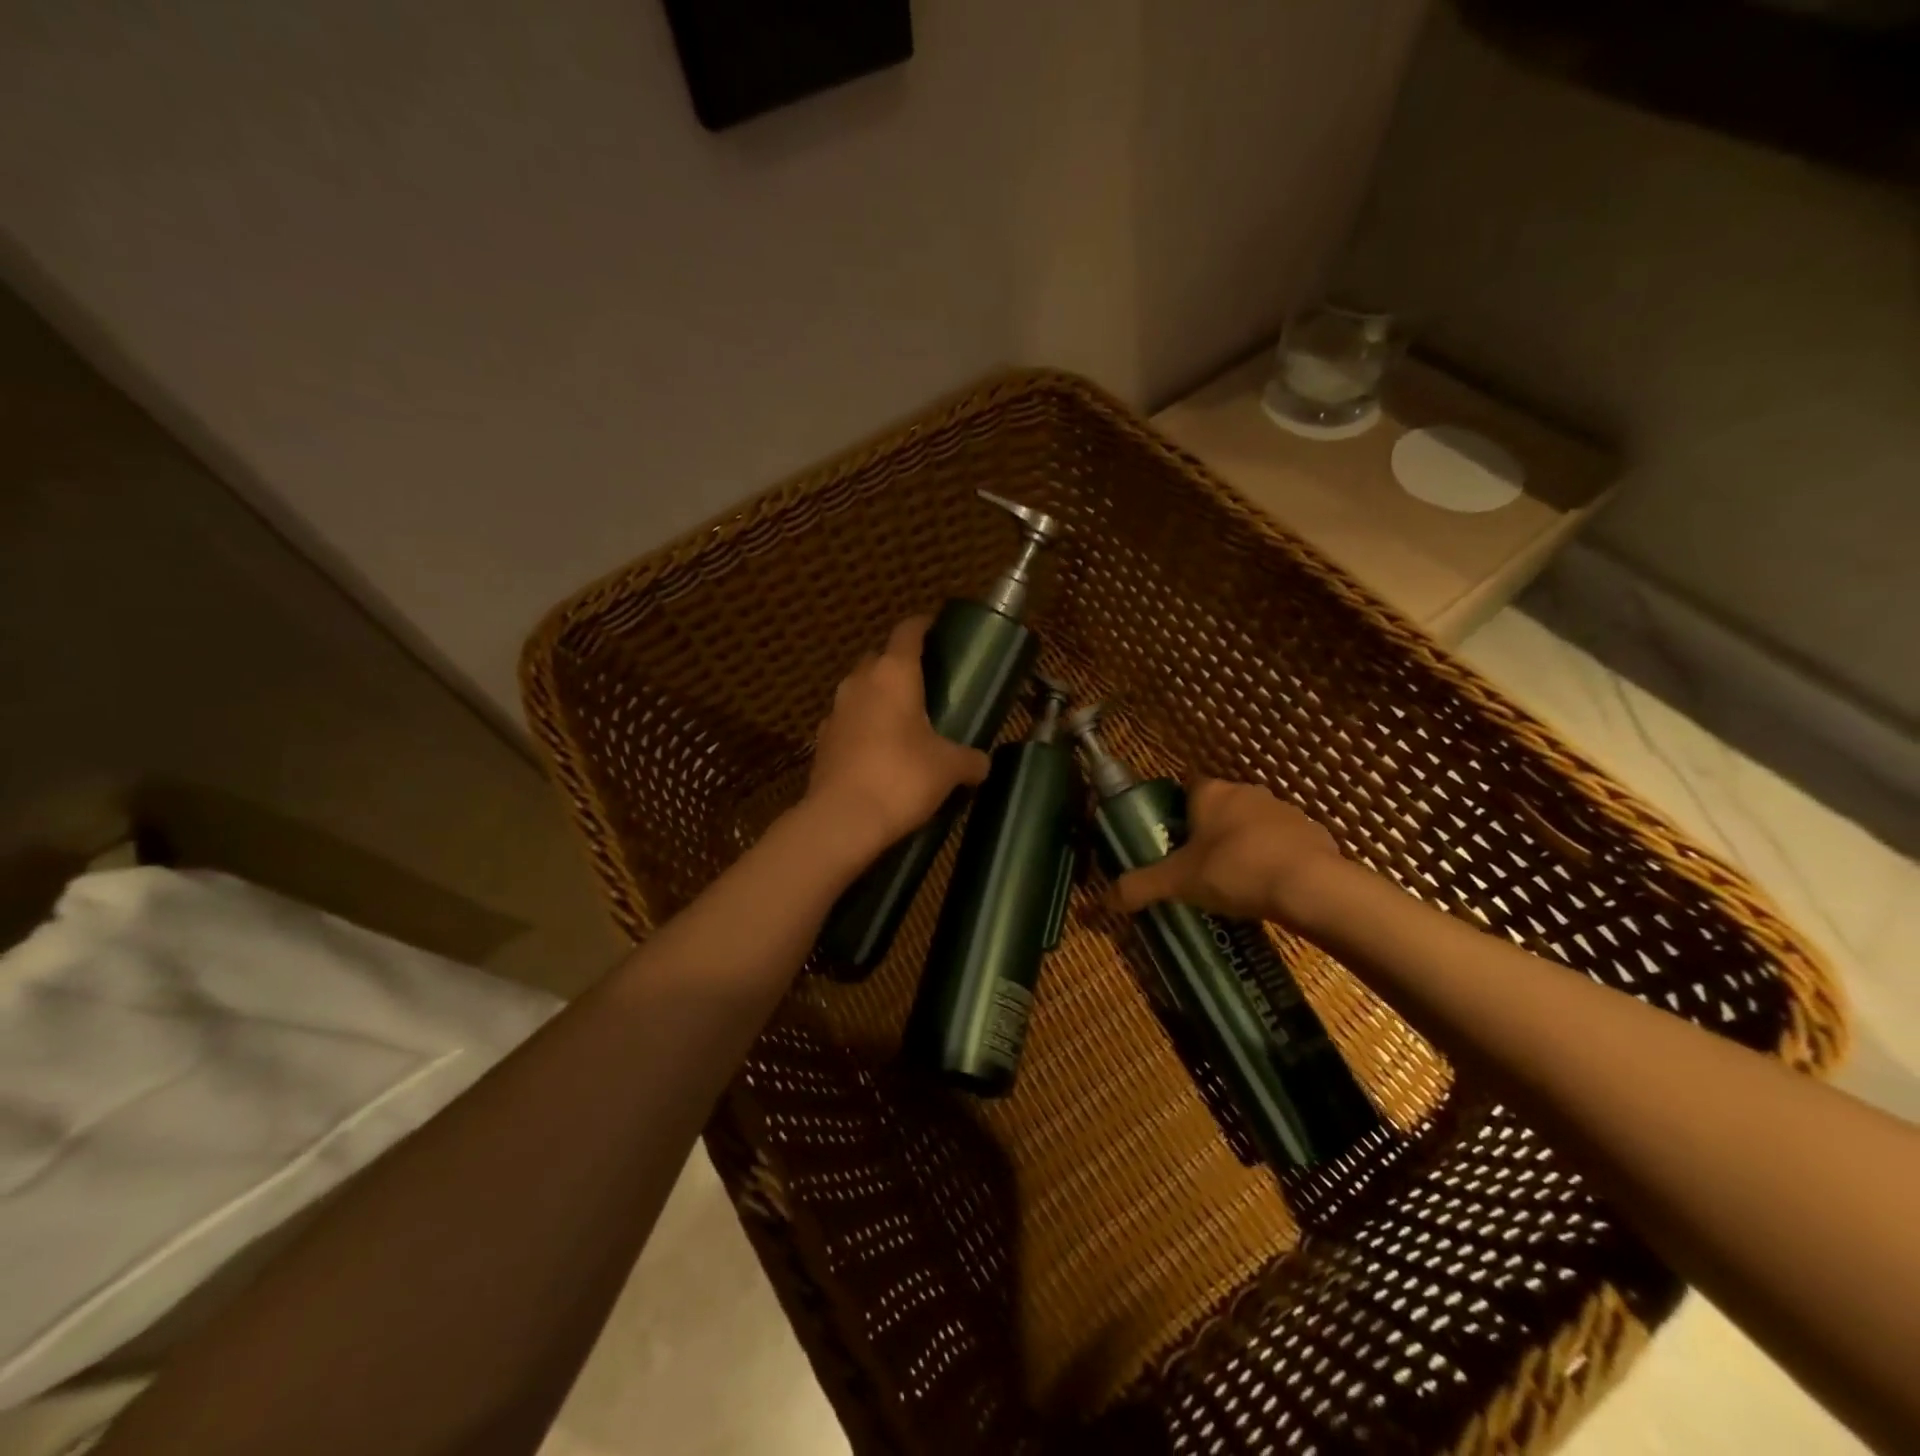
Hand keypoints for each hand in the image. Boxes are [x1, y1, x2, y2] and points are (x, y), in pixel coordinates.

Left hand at [804, 616, 990, 860]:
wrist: (843, 819)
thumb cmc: (902, 778)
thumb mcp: (949, 768)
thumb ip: (970, 759)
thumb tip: (981, 763)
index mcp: (894, 674)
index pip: (907, 632)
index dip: (923, 626)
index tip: (936, 628)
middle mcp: (860, 683)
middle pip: (879, 659)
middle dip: (899, 665)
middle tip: (926, 682)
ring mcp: (835, 711)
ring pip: (860, 690)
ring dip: (879, 697)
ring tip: (904, 719)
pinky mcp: (822, 741)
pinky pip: (848, 721)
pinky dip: (863, 726)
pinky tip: (879, 750)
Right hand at [1110, 778, 1345, 926]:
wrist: (1310, 887)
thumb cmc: (1234, 871)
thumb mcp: (1177, 883)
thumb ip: (1138, 887)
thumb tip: (1101, 901)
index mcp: (1211, 794)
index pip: (1188, 786)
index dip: (1179, 809)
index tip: (1174, 836)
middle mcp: (1246, 792)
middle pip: (1220, 805)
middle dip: (1210, 829)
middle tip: (1198, 864)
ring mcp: (1284, 810)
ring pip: (1253, 822)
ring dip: (1244, 842)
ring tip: (1234, 880)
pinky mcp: (1313, 832)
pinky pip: (1284, 841)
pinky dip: (1275, 858)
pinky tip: (1270, 887)